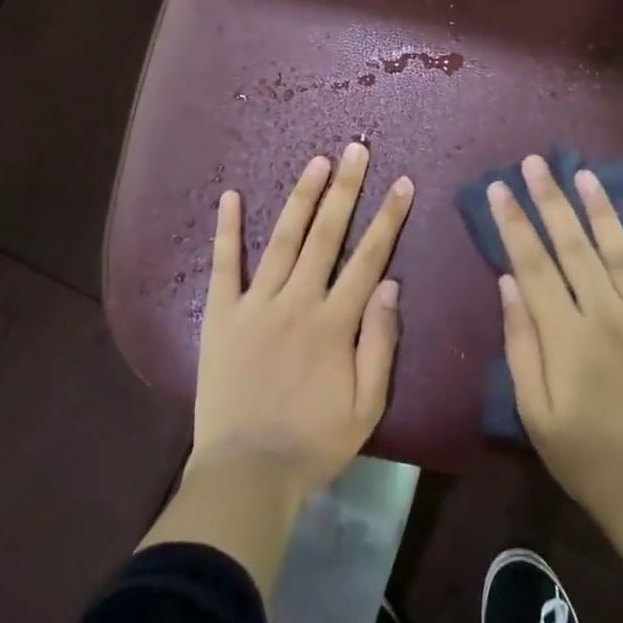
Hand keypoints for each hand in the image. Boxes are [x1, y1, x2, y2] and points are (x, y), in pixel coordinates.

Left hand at [191, 142, 413, 501]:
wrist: (247, 473)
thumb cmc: (314, 443)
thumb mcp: (367, 406)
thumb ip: (380, 342)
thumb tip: (391, 284)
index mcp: (335, 323)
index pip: (369, 258)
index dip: (388, 218)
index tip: (401, 184)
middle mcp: (298, 301)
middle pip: (327, 235)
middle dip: (345, 189)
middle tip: (356, 150)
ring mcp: (256, 304)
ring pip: (284, 239)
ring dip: (302, 197)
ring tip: (317, 161)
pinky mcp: (222, 314)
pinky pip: (224, 265)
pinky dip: (228, 229)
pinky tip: (231, 196)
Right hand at [490, 154, 622, 531]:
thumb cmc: (581, 452)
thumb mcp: (533, 409)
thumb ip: (521, 342)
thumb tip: (508, 283)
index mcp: (567, 337)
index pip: (534, 265)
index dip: (514, 223)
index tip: (499, 188)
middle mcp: (606, 316)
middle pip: (574, 246)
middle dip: (551, 200)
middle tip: (535, 162)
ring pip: (617, 251)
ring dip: (598, 209)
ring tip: (582, 173)